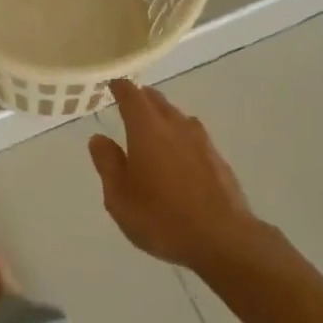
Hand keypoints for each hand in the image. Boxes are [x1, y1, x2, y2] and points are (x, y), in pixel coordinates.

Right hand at [89, 79, 259, 271]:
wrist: (223, 238)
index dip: (120, 87)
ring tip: (152, 127)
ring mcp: (200, 140)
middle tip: (129, 103)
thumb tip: (99, 138)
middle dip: (141, 98)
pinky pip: (193, 135)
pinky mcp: (217, 158)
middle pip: (156, 101)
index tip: (112, 84)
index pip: (131, 95)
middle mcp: (175, 125)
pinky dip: (180, 136)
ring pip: (177, 116)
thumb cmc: (161, 218)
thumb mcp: (119, 197)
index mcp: (147, 129)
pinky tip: (178, 153)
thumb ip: (107, 164)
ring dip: (163, 115)